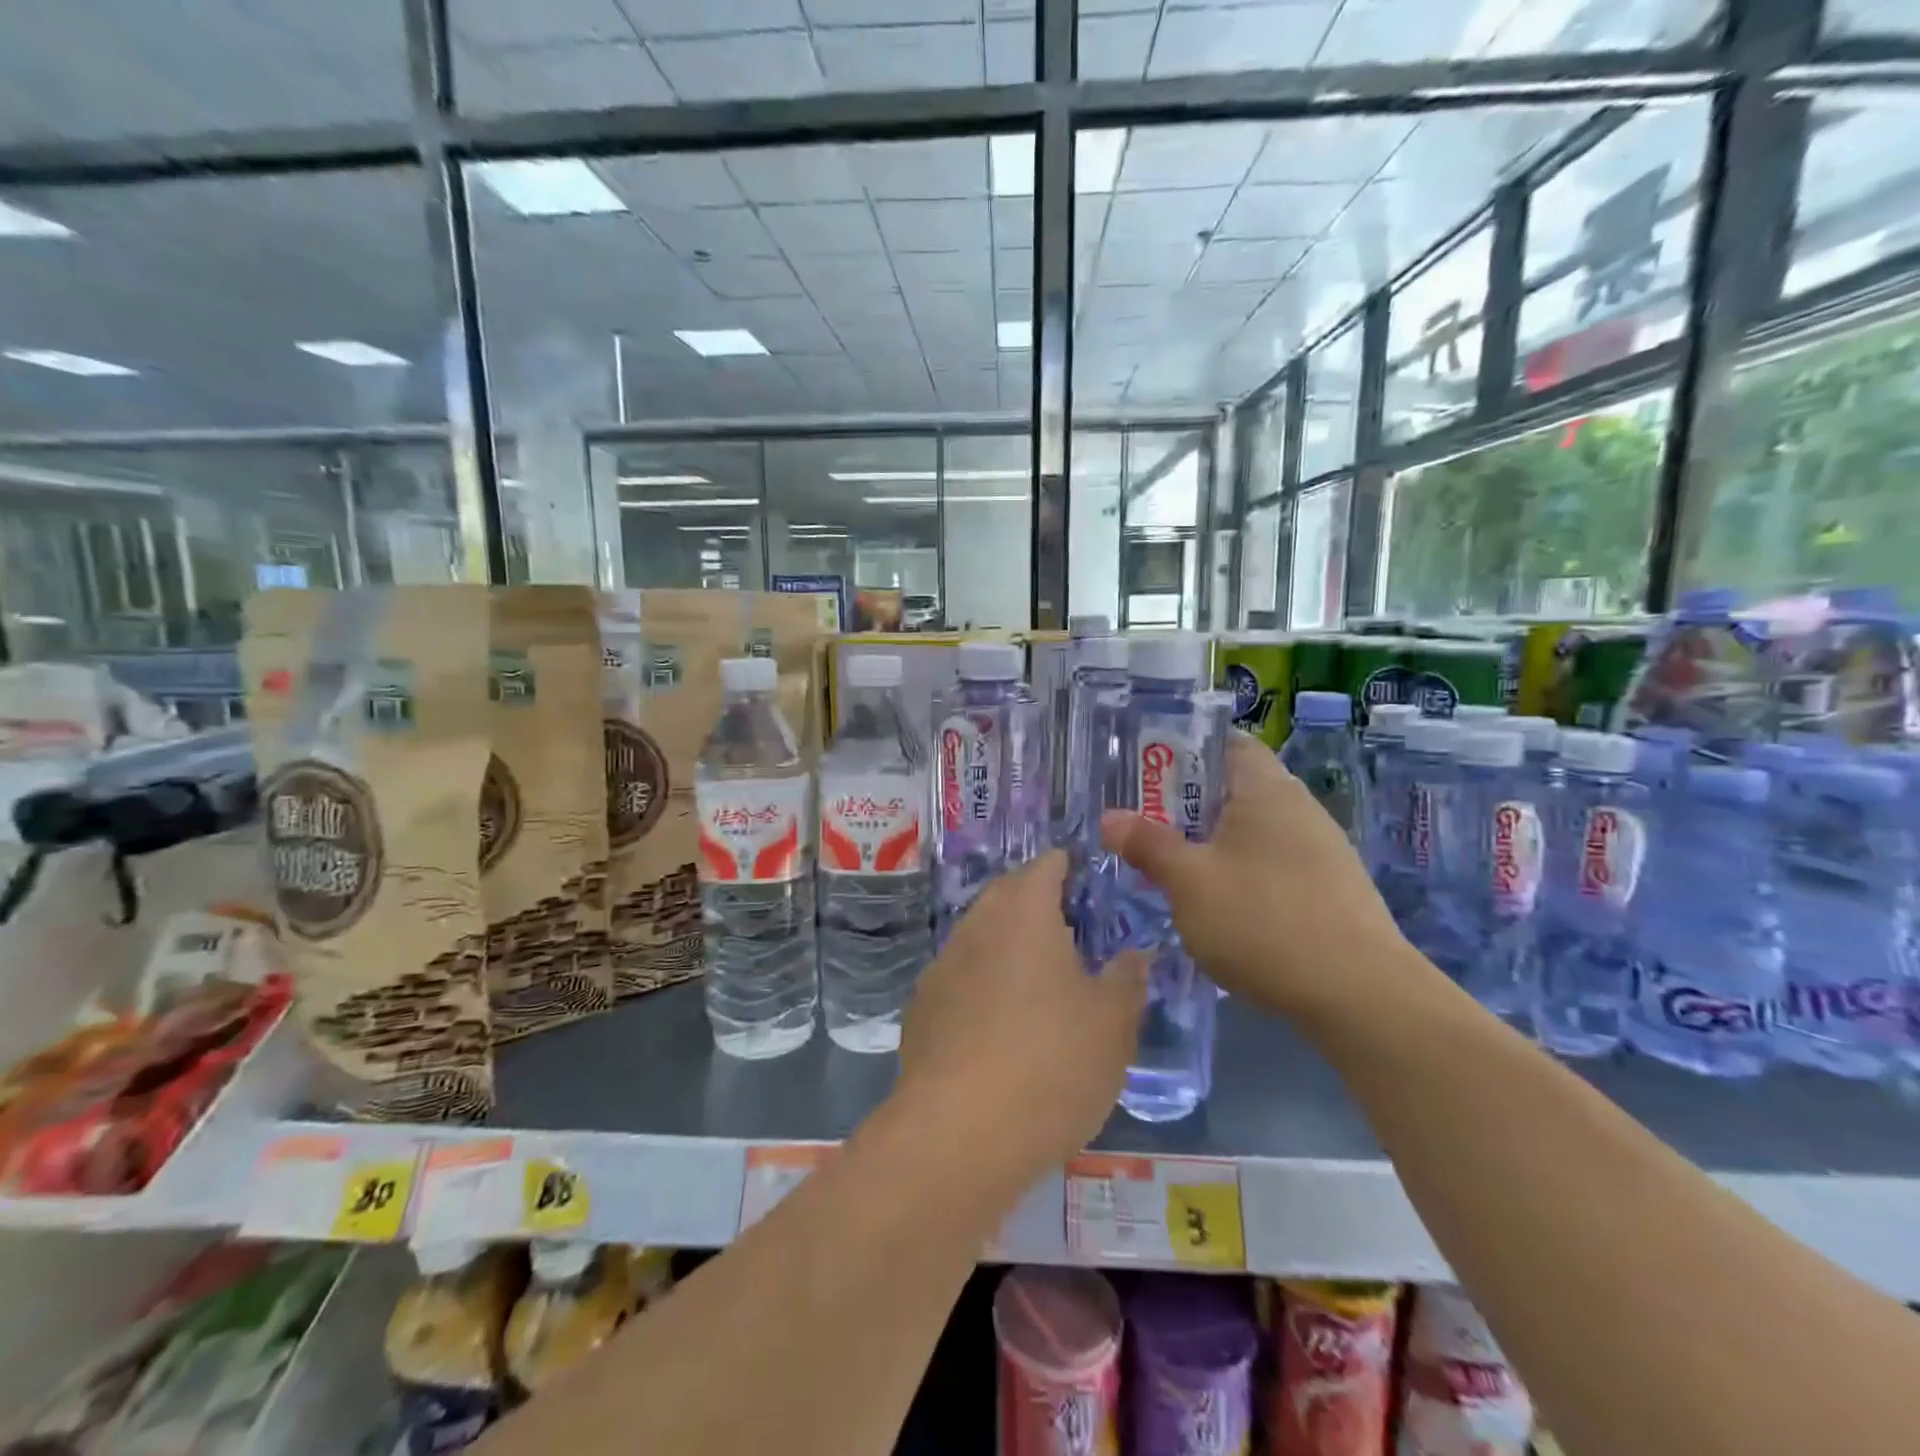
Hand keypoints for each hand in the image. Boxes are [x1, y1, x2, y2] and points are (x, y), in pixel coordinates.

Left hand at [896, 851, 1146, 1186]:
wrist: (959, 1134)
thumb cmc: (1051, 1062)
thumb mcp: (1113, 1023)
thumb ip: (1128, 979)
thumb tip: (1137, 954)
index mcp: (1023, 911)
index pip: (1047, 865)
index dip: (1071, 868)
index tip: (1092, 886)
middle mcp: (976, 925)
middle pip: (1008, 896)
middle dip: (1039, 905)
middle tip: (1075, 934)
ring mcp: (942, 966)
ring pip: (982, 938)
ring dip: (1010, 947)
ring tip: (1042, 982)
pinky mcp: (922, 1008)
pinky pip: (961, 979)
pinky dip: (984, 986)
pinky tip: (1001, 1027)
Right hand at [1100, 732, 1427, 1026]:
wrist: (1360, 996)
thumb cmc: (1263, 920)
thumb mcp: (1188, 881)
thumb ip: (1147, 844)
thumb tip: (1110, 818)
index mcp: (1266, 789)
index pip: (1225, 742)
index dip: (1183, 748)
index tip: (1145, 770)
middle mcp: (1299, 808)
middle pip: (1234, 787)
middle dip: (1187, 804)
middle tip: (1144, 823)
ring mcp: (1321, 850)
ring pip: (1252, 831)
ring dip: (1212, 843)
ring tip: (1173, 868)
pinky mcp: (1331, 891)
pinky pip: (1272, 865)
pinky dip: (1241, 873)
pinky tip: (1222, 908)